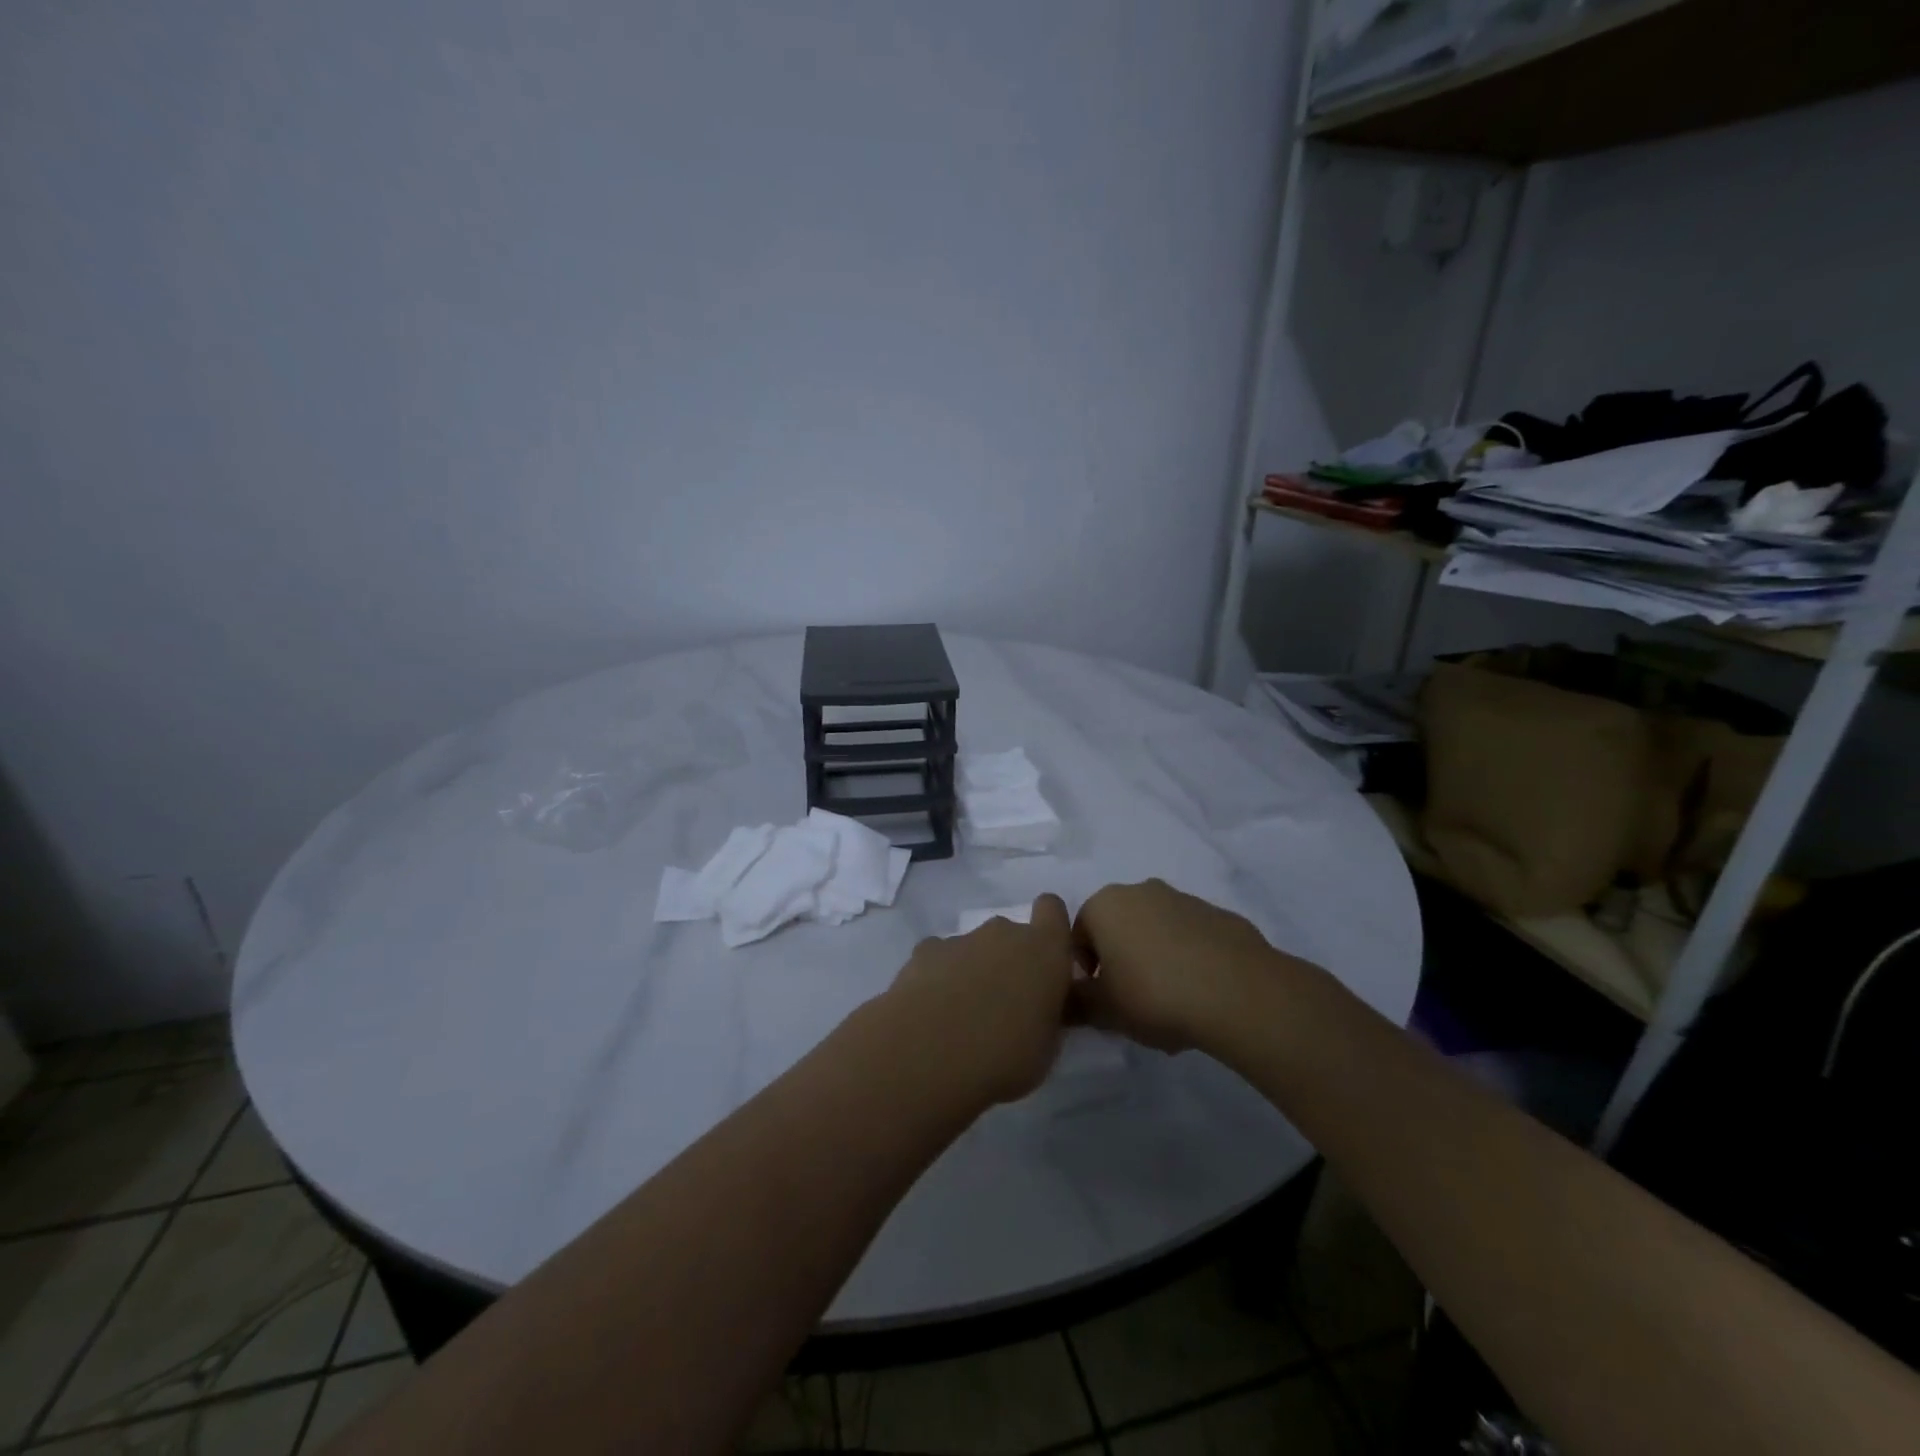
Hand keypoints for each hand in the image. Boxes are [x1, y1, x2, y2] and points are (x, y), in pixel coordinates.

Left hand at [883, 895, 1076, 1105]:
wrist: (929, 1054)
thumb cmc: (1004, 1056)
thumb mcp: (1047, 1047)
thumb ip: (1048, 1014)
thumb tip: (1042, 1006)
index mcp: (1044, 950)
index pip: (1053, 909)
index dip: (1050, 928)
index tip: (1046, 961)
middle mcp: (1004, 933)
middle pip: (1012, 934)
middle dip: (1010, 960)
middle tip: (1004, 1004)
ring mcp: (962, 938)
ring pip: (975, 947)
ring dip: (974, 971)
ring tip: (962, 1016)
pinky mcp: (925, 950)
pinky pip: (941, 957)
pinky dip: (940, 976)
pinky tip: (932, 1010)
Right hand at [1071, 879, 1277, 1052]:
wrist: (1237, 992)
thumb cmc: (1154, 994)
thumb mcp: (1104, 1011)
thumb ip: (1076, 1004)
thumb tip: (1064, 1002)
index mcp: (1105, 905)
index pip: (1077, 935)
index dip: (1084, 971)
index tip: (1099, 1000)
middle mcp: (1141, 891)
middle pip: (1118, 928)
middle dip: (1120, 962)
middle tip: (1131, 1003)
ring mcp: (1183, 899)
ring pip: (1156, 931)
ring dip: (1154, 959)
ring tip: (1170, 1004)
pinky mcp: (1219, 915)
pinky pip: (1191, 938)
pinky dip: (1188, 960)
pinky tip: (1200, 995)